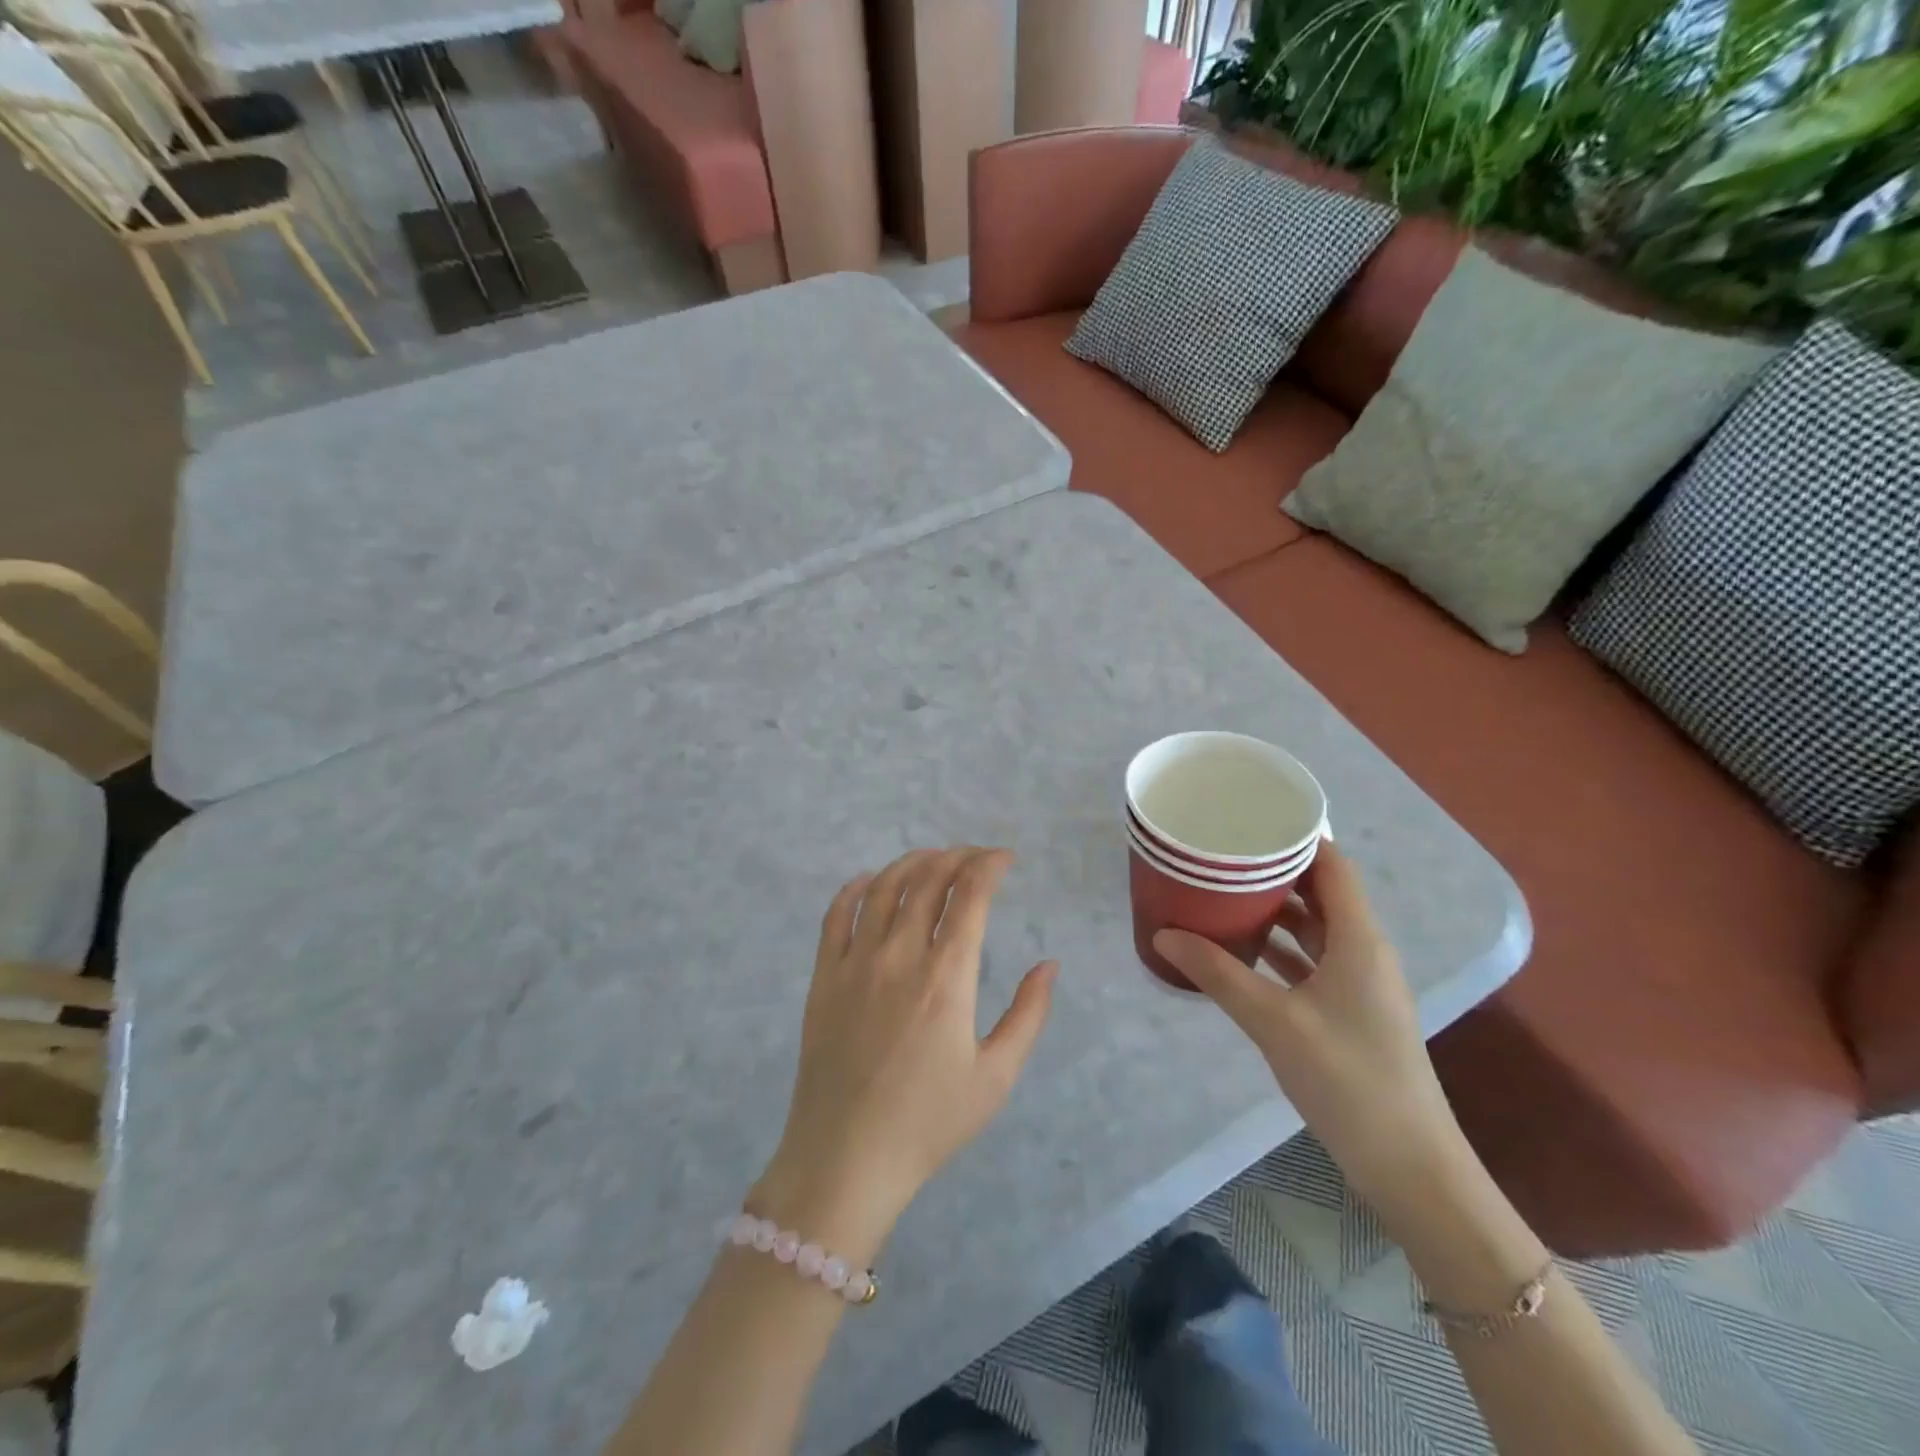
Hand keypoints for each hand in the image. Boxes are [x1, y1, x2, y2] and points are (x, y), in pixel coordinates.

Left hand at [754, 848, 1056, 1257]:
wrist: (845, 1158)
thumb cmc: (928, 1122)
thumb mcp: (996, 1077)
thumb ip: (1028, 1015)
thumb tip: (1049, 965)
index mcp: (946, 977)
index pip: (970, 896)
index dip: (990, 866)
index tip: (1006, 859)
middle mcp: (899, 955)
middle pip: (928, 880)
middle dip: (958, 857)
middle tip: (977, 858)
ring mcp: (855, 962)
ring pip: (883, 887)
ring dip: (912, 863)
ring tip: (933, 859)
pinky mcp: (824, 976)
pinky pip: (836, 914)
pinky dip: (856, 887)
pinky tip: (870, 881)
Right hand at [1152, 843, 1465, 1216]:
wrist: (1410, 1166)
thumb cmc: (1348, 1080)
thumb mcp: (1274, 1022)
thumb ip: (1218, 974)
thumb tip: (1163, 934)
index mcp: (1359, 940)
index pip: (1333, 866)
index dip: (1296, 838)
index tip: (1250, 822)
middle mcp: (1365, 952)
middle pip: (1323, 893)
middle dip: (1276, 871)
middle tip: (1224, 856)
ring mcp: (1362, 985)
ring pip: (1318, 929)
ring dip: (1278, 911)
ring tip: (1226, 894)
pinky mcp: (1353, 1012)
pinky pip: (1315, 962)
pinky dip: (1283, 949)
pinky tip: (1245, 951)